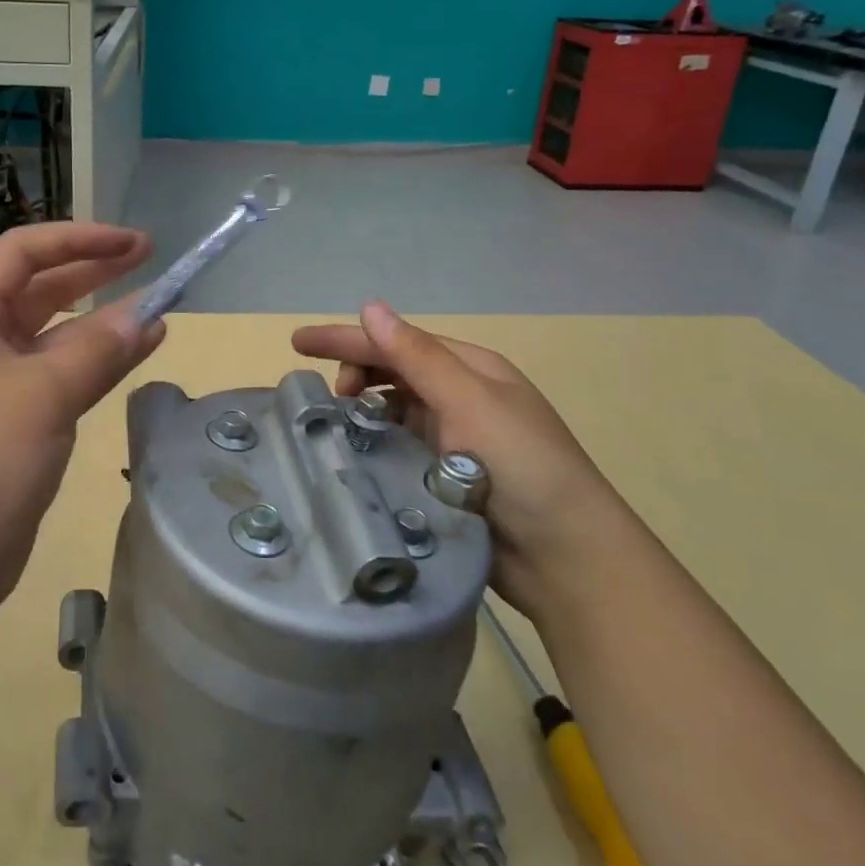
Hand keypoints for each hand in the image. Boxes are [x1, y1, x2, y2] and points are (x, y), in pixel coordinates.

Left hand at [0, 223, 163, 612]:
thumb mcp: (44, 395)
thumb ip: (99, 349)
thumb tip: (148, 317)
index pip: (23, 253)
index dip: (79, 239)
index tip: (132, 243)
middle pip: (39, 287)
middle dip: (93, 269)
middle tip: (149, 258)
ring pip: (54, 332)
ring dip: (101, 318)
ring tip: (155, 307)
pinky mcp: (13, 417)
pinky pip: (59, 371)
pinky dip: (96, 359)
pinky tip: (136, 352)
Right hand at [292, 302, 618, 613]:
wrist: (567, 559)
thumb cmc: (523, 466)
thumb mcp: (470, 402)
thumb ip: (417, 356)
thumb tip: (370, 307)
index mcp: (470, 369)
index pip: (397, 342)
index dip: (345, 339)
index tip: (297, 343)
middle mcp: (460, 397)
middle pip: (393, 372)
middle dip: (355, 373)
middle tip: (328, 400)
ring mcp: (453, 439)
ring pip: (392, 412)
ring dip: (362, 411)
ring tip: (334, 428)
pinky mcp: (444, 478)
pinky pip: (398, 449)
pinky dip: (374, 445)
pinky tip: (354, 457)